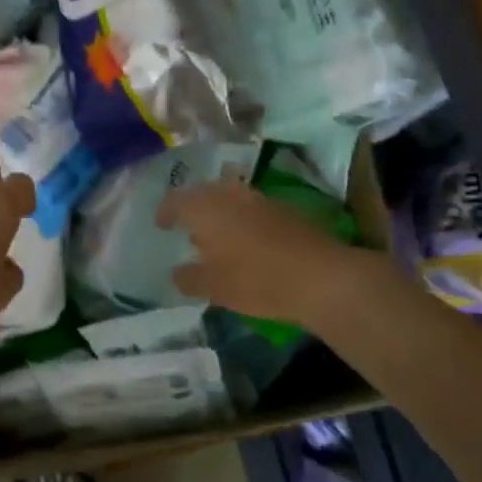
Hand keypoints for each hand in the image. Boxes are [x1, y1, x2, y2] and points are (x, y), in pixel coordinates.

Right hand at [156, 179, 365, 327]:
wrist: (320, 276)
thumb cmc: (255, 280)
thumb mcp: (213, 287)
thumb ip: (189, 278)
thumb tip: (177, 272)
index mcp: (205, 207)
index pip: (175, 200)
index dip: (165, 212)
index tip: (160, 224)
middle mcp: (229, 194)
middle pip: (203, 193)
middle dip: (192, 208)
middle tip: (185, 226)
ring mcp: (259, 198)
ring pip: (229, 198)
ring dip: (219, 213)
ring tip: (214, 236)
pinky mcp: (284, 209)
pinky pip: (250, 208)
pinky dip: (241, 220)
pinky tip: (244, 241)